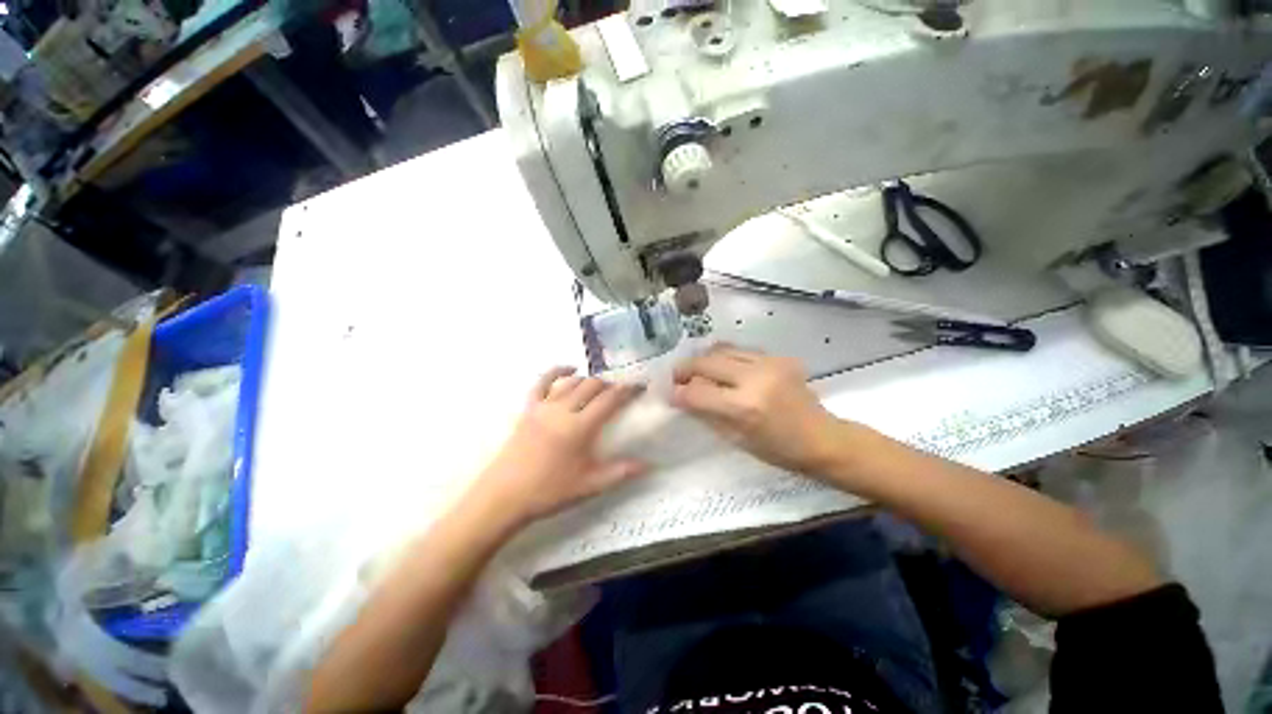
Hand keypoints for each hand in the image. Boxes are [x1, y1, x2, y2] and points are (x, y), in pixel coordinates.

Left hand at [470, 367, 646, 528]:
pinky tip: (569, 369)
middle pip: (592, 386)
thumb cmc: (548, 491)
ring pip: (571, 382)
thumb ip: (619, 472)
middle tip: (620, 392)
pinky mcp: (528, 408)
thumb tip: (647, 465)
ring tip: (600, 386)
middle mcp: (563, 410)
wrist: (504, 496)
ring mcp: (543, 406)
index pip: (610, 400)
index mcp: (580, 427)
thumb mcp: (589, 485)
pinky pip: (542, 382)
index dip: (627, 391)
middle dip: (609, 384)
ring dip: (589, 380)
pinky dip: (556, 371)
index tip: (639, 386)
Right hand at [671, 345, 842, 474]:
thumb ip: (706, 414)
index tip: (669, 393)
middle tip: (677, 376)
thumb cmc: (778, 450)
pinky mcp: (779, 356)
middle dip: (685, 368)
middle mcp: (755, 378)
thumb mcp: (736, 439)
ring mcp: (769, 363)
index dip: (678, 392)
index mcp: (744, 408)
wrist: (822, 438)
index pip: (697, 392)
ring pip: (722, 349)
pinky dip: (726, 357)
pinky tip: (724, 368)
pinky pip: (741, 350)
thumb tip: (682, 396)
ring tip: (699, 370)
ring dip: (704, 359)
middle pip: (706, 362)